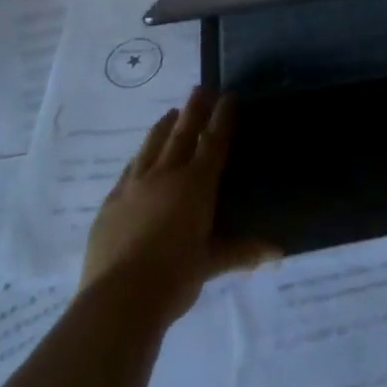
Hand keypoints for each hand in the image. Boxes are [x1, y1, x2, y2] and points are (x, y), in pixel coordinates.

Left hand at [80, 88, 277, 320]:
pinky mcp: (110, 204)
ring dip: (164, 127)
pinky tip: (139, 159)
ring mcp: (134, 187)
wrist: (119, 298)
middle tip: (200, 88)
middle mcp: (166, 175)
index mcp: (196, 184)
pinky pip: (128, 171)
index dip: (223, 118)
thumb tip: (277, 253)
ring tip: (170, 113)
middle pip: (182, 134)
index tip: (228, 96)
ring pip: (151, 146)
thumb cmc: (175, 276)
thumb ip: (241, 251)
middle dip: (194, 110)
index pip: (214, 142)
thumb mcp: (211, 262)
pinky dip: (139, 158)